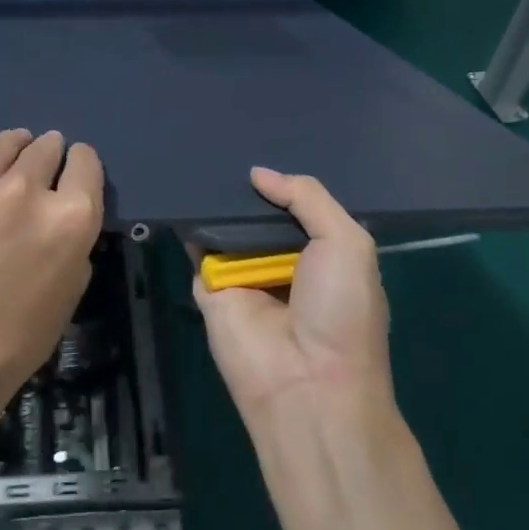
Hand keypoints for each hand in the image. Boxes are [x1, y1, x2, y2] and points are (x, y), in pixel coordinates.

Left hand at [0, 129, 104, 449]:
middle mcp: (24, 190)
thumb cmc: (15, 338)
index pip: (85, 161)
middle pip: (45, 147)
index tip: (71, 169)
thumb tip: (64, 206)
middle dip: (47, 154)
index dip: (79, 164)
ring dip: (9, 148)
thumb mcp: (71, 289)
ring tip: (4, 158)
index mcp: (69, 218)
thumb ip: (75, 238)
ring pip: (0, 142)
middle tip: (37, 167)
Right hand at [194, 167, 394, 421]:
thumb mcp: (347, 243)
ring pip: (225, 228)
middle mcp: (281, 262)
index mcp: (321, 254)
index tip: (260, 146)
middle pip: (258, 215)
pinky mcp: (209, 290)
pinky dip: (190, 225)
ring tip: (198, 157)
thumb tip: (258, 174)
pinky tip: (181, 192)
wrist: (307, 385)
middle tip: (221, 144)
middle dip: (245, 188)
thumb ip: (308, 198)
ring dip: (215, 201)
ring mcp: (243, 276)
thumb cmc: (341, 312)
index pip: (297, 208)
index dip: (282, 182)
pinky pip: (197, 250)